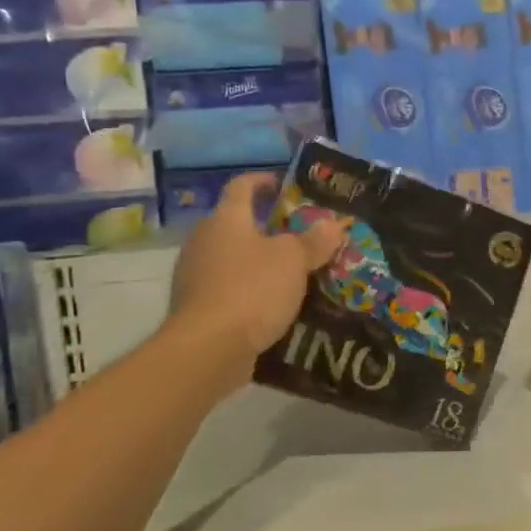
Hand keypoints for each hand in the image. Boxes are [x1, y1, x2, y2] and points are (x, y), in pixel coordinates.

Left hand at [169, 172, 344, 355]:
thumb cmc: (252, 290)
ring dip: (260, 262)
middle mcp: (204, 241)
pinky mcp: (197, 307)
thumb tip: (334, 223)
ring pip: (233, 259)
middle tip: (302, 236)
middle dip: (268, 229)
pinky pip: (229, 289)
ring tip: (294, 274)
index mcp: (226, 219)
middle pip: (237, 224)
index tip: (283, 185)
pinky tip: (274, 305)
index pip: (242, 186)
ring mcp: (196, 275)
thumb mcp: (294, 261)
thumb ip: (314, 241)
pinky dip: (250, 291)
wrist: (208, 348)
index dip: (263, 181)